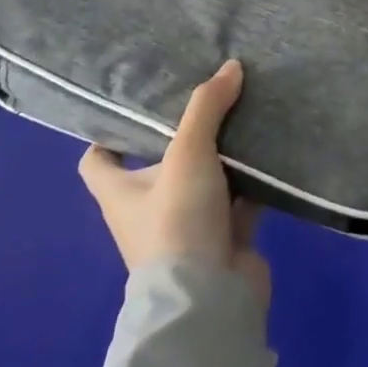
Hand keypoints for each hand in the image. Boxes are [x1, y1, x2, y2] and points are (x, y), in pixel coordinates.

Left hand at [78, 59, 270, 310]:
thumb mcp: (188, 154)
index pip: (97, 160)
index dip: (109, 133)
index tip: (136, 104)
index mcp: (120, 193)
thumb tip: (231, 65)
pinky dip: (252, 177)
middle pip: (159, 162)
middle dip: (182, 132)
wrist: (209, 301)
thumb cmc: (178, 222)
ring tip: (245, 110)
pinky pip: (238, 197)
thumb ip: (207, 107)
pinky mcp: (223, 236)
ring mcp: (187, 225)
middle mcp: (148, 208)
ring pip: (204, 178)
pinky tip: (270, 147)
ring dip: (223, 152)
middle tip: (208, 94)